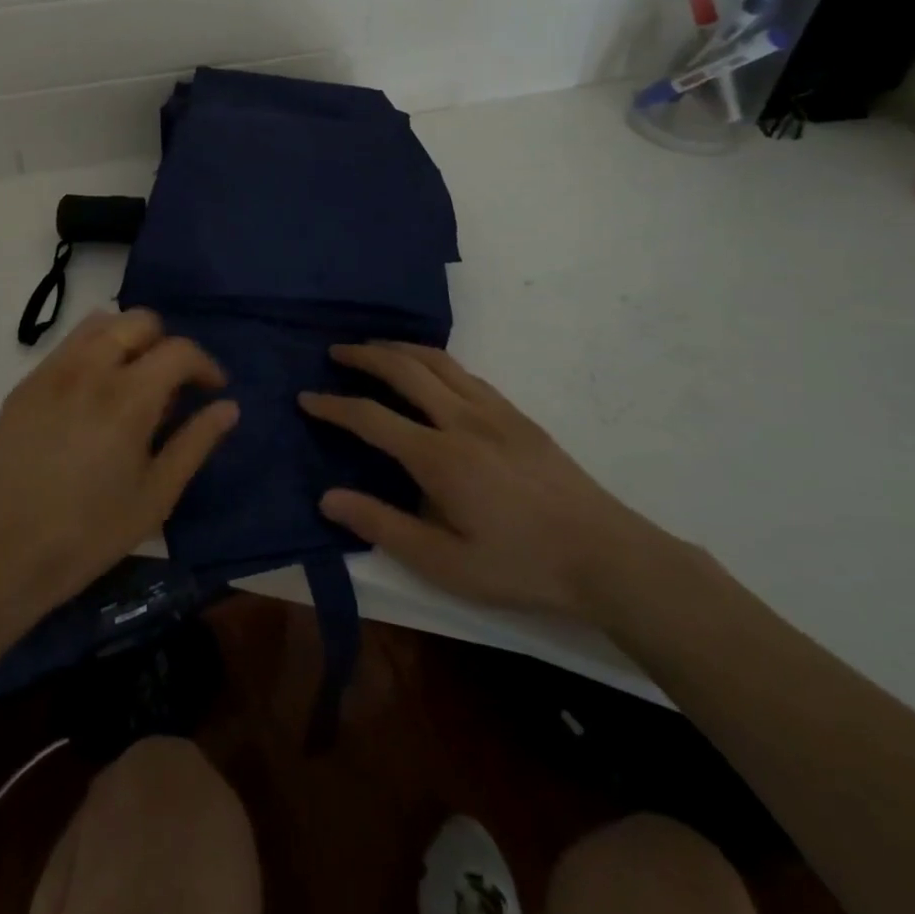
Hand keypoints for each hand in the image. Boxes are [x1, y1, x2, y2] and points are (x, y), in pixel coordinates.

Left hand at [0, 309, 237, 644]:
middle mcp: (89, 368)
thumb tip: (229, 407)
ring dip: (128, 339)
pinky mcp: (25, 385)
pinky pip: (68, 346)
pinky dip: (94, 352)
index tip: (212, 390)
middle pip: (139, 320)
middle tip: (172, 385)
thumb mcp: (156, 496)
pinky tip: (93, 396)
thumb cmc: (88, 534)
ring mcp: (51, 372)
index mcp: (128, 396)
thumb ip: (196, 443)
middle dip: (166, 344)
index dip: (205, 365)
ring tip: (133, 381)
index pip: (179, 350)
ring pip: (100, 323)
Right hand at [300, 342, 669, 619]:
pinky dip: (435, 360)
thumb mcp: (445, 564)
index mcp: (439, 456)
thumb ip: (383, 526)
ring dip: (400, 349)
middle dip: (364, 356)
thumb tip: (328, 498)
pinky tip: (430, 371)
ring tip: (375, 348)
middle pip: (404, 370)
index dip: (334, 406)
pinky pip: (466, 372)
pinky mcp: (517, 415)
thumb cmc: (521, 566)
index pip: (372, 418)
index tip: (306, 399)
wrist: (608, 556)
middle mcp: (462, 420)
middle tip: (336, 351)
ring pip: (438, 361)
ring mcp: (494, 412)